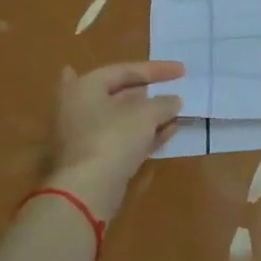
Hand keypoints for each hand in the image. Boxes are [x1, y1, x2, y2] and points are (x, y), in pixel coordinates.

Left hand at [40, 61, 184, 221]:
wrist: (87, 190)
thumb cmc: (113, 138)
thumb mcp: (146, 114)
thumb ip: (163, 103)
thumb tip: (174, 101)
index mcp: (85, 87)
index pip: (124, 70)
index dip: (156, 69)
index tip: (183, 71)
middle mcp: (77, 107)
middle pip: (118, 94)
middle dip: (147, 93)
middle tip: (170, 90)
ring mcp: (82, 135)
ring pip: (120, 119)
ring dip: (148, 116)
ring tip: (175, 112)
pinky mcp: (91, 159)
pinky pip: (121, 139)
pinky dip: (142, 134)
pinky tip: (167, 132)